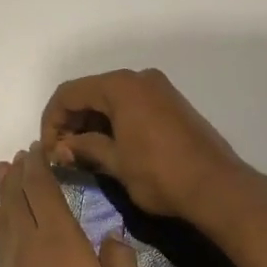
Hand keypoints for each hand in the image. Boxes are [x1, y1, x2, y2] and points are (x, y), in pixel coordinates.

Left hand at [0, 147, 146, 266]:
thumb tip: (111, 236)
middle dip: (18, 174)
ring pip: (5, 220)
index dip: (38, 167)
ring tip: (2, 175)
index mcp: (61, 241)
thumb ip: (121, 262)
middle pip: (18, 200)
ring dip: (4, 194)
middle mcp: (30, 248)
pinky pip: (1, 245)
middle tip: (18, 155)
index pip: (44, 191)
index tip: (35, 149)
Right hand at [39, 68, 249, 221]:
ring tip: (83, 155)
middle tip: (63, 154)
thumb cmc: (160, 174)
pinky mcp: (172, 104)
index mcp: (121, 86)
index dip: (52, 120)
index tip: (49, 151)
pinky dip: (114, 122)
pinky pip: (132, 105)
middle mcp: (139, 79)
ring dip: (92, 123)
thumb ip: (84, 148)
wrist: (217, 187)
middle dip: (71, 121)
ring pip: (111, 99)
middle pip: (90, 92)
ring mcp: (159, 89)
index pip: (69, 93)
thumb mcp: (115, 162)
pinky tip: (109, 148)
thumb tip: (60, 148)